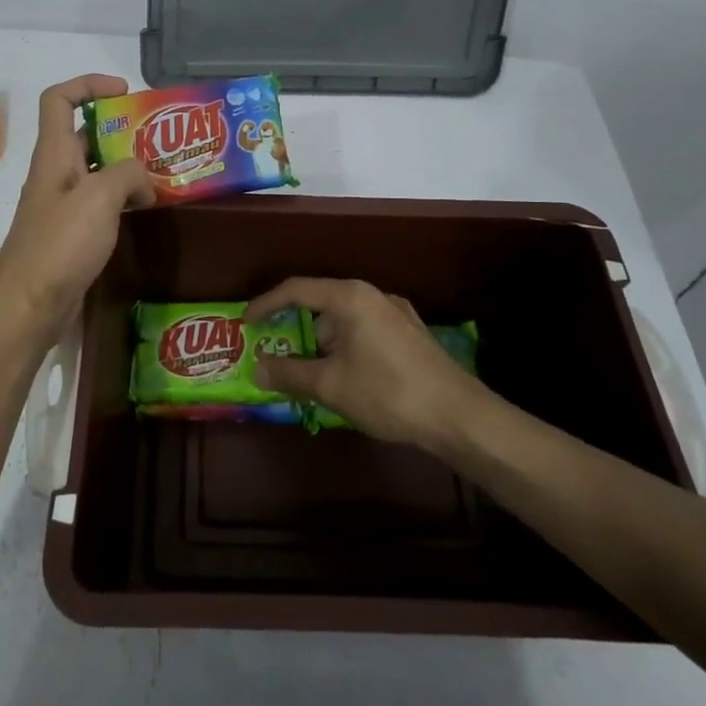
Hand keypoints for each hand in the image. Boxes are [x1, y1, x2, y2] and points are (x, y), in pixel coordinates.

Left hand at [0, 75, 153, 346]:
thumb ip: (128, 174)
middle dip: (120, 130)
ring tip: (163, 174)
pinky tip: (147, 210)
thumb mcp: (100, 197)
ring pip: (96, 171)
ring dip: (126, 168)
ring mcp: (62, 205)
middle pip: (84, 134)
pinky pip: (100, 203)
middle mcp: (55, 173)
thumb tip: (144, 183)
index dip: (88, 84)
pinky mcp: (71, 234)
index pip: (59, 98)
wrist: (29, 307)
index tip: (125, 93)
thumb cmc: (60, 245)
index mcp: (53, 154)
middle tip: (159, 140)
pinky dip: (123, 199)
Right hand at [244, 278, 491, 451]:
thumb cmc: (387, 392)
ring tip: (312, 376)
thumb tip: (257, 369)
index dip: (266, 304)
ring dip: (323, 344)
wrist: (459, 416)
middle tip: (278, 355)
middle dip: (296, 330)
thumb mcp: (331, 385)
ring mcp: (396, 313)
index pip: (296, 289)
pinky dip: (346, 348)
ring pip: (345, 321)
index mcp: (349, 297)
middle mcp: (373, 295)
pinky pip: (365, 332)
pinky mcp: (411, 334)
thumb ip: (289, 373)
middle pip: (321, 304)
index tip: (246, 323)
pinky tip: (348, 378)